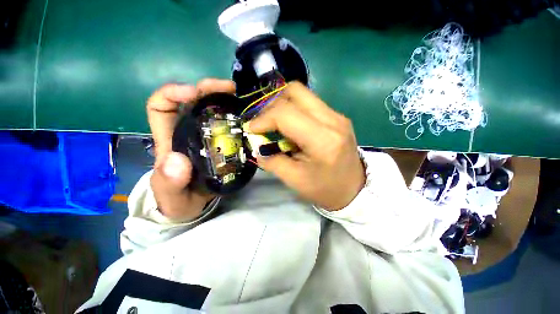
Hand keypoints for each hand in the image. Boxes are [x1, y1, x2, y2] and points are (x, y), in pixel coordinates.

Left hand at [146, 79, 235, 219]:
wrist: (194, 206)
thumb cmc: (178, 201)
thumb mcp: (170, 196)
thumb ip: (169, 183)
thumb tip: (176, 160)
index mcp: (170, 140)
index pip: (160, 106)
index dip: (173, 92)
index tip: (193, 92)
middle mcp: (187, 132)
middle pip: (192, 101)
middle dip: (208, 89)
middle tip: (230, 88)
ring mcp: (206, 137)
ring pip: (212, 110)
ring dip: (225, 100)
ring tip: (242, 98)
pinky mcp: (221, 143)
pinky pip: (228, 125)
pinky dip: (237, 117)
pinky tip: (248, 118)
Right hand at [248, 82, 364, 210]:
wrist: (355, 189)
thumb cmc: (325, 189)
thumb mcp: (294, 180)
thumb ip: (271, 161)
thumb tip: (256, 147)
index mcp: (322, 140)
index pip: (286, 114)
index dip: (263, 118)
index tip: (252, 129)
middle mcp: (332, 120)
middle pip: (295, 91)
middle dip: (271, 104)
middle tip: (264, 123)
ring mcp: (337, 115)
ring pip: (302, 94)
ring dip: (282, 105)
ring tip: (275, 124)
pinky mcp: (337, 116)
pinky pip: (310, 103)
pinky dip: (294, 109)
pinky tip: (291, 126)